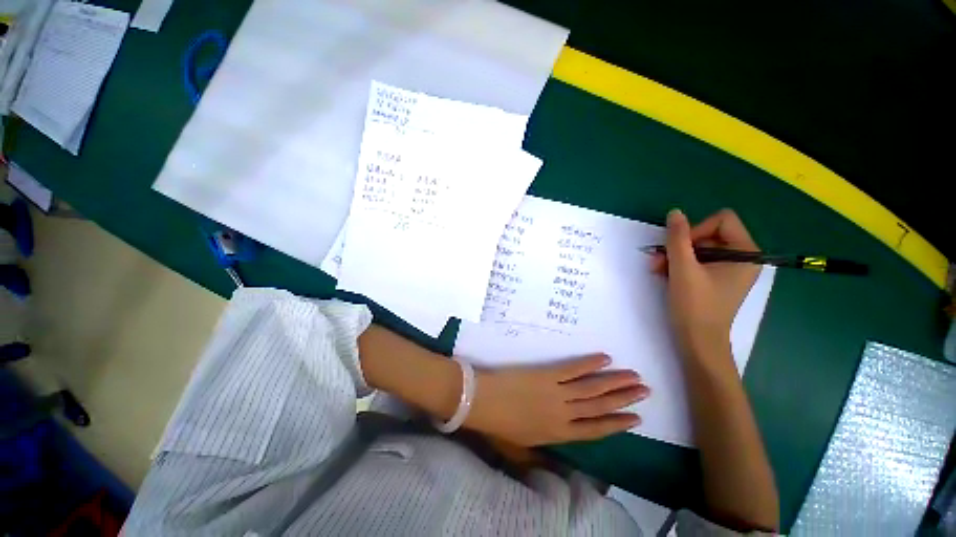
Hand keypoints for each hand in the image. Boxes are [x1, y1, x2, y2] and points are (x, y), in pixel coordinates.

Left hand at [463, 354, 649, 445]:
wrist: (482, 401)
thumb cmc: (500, 426)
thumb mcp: (521, 449)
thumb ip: (540, 455)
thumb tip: (555, 465)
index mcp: (558, 434)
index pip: (596, 430)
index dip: (617, 424)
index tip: (636, 418)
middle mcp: (564, 414)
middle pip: (600, 407)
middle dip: (624, 399)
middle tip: (644, 391)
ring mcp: (557, 392)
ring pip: (592, 388)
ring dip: (614, 382)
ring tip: (634, 377)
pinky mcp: (547, 375)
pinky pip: (573, 369)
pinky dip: (589, 364)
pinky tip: (604, 358)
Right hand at [651, 209, 759, 359]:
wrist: (697, 341)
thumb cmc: (695, 305)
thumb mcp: (683, 268)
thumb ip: (678, 238)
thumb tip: (675, 212)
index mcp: (746, 253)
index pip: (721, 220)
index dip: (696, 230)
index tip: (681, 250)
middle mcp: (742, 258)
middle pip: (707, 234)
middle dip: (680, 246)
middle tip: (659, 260)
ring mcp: (729, 269)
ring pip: (698, 248)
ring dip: (674, 256)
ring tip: (656, 269)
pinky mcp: (716, 279)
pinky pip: (697, 261)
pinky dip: (679, 265)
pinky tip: (663, 274)